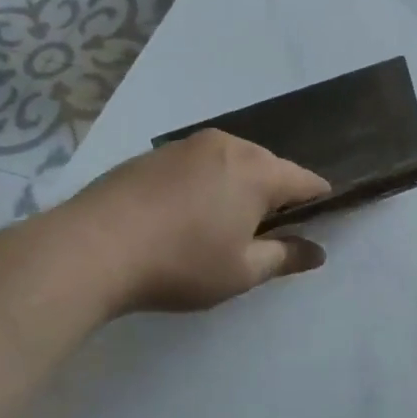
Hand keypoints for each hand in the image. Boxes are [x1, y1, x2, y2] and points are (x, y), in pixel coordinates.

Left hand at [63, 131, 330, 312]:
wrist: (92, 247)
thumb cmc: (180, 263)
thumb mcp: (241, 271)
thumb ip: (285, 257)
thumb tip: (317, 251)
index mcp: (257, 170)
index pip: (305, 180)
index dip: (319, 199)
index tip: (324, 218)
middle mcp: (227, 146)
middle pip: (268, 166)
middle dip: (276, 194)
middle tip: (269, 231)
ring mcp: (187, 145)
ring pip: (231, 162)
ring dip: (239, 187)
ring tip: (227, 223)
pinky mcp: (154, 154)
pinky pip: (199, 164)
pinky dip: (206, 183)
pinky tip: (188, 213)